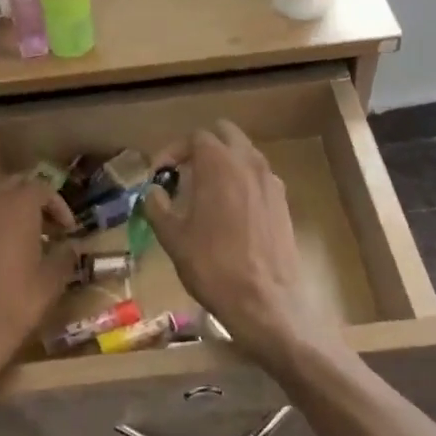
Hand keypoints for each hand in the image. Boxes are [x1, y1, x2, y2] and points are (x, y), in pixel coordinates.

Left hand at [0, 176, 76, 388]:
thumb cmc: (17, 304)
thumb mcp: (53, 281)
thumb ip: (65, 255)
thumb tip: (69, 246)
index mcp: (17, 208)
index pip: (42, 187)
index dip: (59, 205)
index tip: (68, 230)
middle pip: (13, 185)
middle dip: (32, 200)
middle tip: (48, 226)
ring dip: (9, 213)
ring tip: (23, 241)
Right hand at [141, 122, 340, 372]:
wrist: (265, 301)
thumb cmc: (212, 266)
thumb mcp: (173, 237)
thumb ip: (157, 206)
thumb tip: (152, 191)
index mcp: (219, 164)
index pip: (195, 137)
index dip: (172, 151)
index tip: (159, 174)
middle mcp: (249, 163)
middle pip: (225, 134)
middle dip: (202, 147)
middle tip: (183, 173)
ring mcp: (271, 181)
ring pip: (245, 153)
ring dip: (224, 162)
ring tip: (205, 191)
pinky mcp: (283, 202)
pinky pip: (259, 177)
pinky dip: (242, 181)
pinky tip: (230, 211)